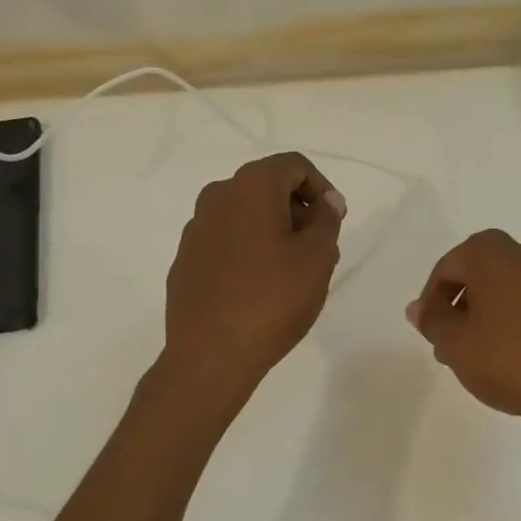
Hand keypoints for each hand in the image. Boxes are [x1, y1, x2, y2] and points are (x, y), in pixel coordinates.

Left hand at [162, 153, 345, 400]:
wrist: (211, 354)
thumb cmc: (273, 299)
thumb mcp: (318, 257)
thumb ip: (326, 220)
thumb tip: (324, 202)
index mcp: (250, 187)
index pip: (294, 165)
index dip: (321, 188)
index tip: (334, 221)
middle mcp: (216, 197)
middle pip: (266, 187)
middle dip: (296, 209)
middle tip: (317, 248)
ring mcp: (195, 229)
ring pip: (243, 215)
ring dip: (271, 230)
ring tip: (290, 272)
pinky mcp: (185, 260)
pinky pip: (224, 241)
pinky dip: (246, 250)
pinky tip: (258, 288)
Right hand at [406, 230, 520, 464]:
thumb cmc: (512, 362)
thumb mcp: (456, 347)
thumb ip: (433, 322)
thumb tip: (419, 308)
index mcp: (497, 255)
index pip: (450, 266)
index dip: (434, 298)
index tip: (433, 329)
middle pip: (492, 273)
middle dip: (473, 303)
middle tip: (463, 342)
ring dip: (510, 313)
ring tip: (503, 355)